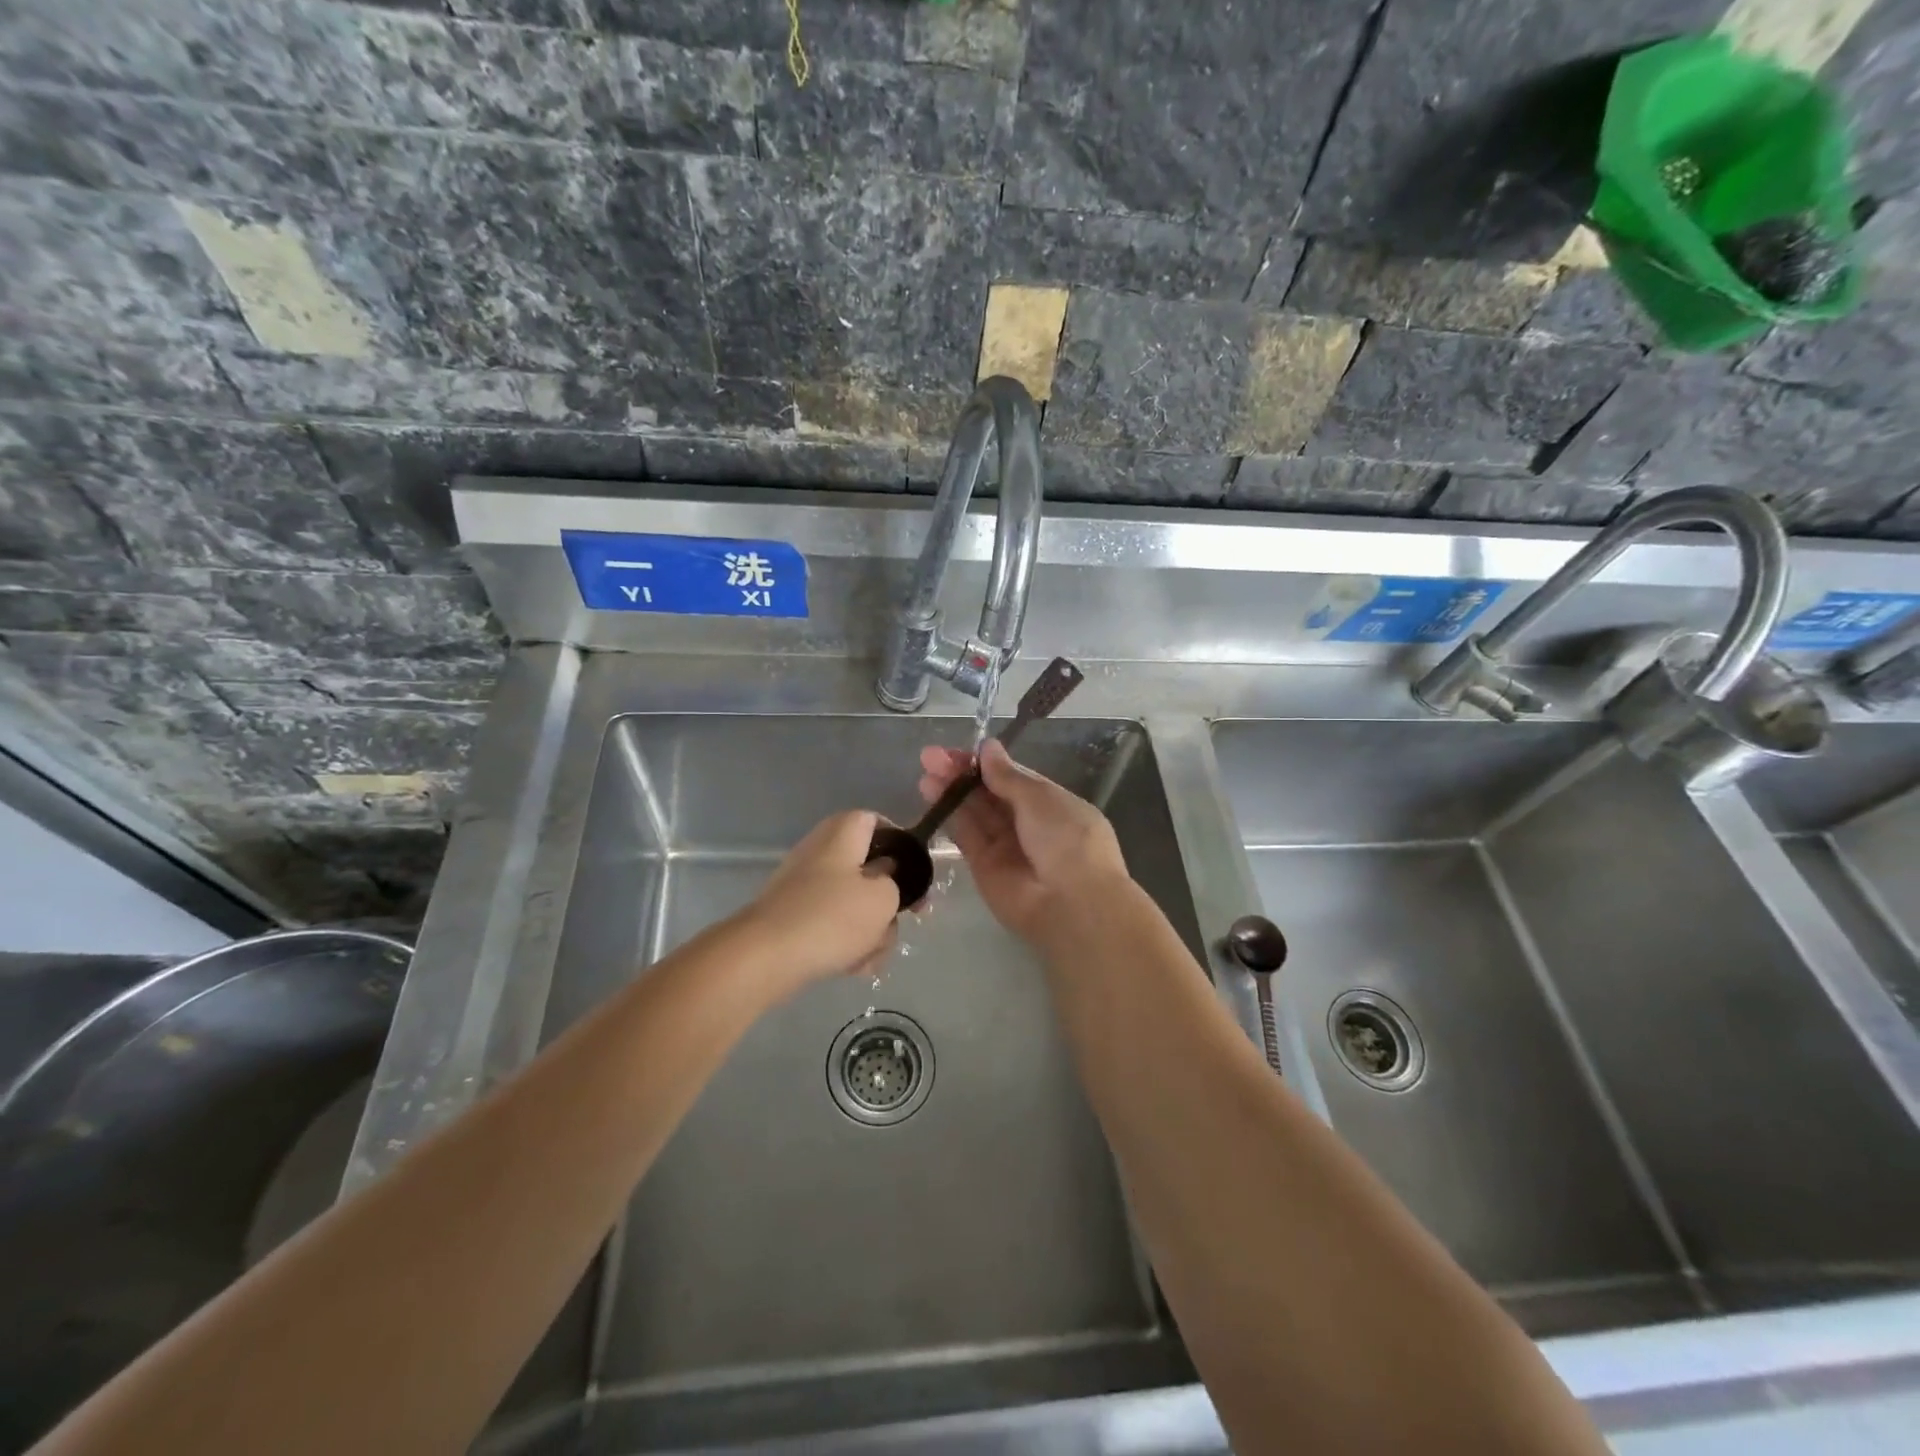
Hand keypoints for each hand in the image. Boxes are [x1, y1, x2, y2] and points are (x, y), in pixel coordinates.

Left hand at [736, 810, 902, 994]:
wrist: (764, 957)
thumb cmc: (831, 918)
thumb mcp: (883, 899)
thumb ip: (896, 884)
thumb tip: (884, 879)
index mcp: (842, 834)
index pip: (875, 820)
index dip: (899, 842)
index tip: (914, 871)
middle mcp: (820, 852)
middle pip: (867, 869)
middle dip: (887, 901)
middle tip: (900, 923)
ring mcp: (803, 885)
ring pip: (852, 903)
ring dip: (869, 930)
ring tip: (871, 956)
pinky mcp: (793, 916)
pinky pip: (831, 924)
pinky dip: (845, 943)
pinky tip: (852, 967)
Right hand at [918, 739, 1130, 941]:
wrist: (1071, 904)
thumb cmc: (1067, 839)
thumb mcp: (1041, 798)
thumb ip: (1008, 776)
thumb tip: (988, 748)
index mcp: (1051, 804)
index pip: (1012, 778)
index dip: (985, 763)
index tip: (958, 750)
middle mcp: (1028, 824)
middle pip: (989, 794)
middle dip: (962, 774)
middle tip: (930, 756)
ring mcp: (1005, 847)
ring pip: (974, 813)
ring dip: (951, 791)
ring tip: (926, 772)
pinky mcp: (984, 868)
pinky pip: (966, 836)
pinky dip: (950, 815)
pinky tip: (932, 793)